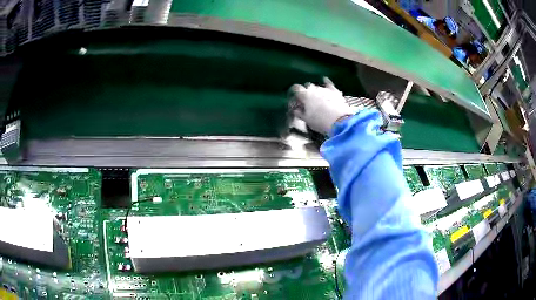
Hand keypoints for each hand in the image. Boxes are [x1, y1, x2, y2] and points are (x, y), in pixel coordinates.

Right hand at [290, 78, 353, 134]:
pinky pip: (329, 84)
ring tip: (317, 97)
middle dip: (306, 91)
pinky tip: (325, 80)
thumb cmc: (321, 121)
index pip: (296, 88)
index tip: (296, 97)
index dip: (295, 92)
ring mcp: (325, 89)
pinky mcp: (335, 91)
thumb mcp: (307, 120)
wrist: (340, 121)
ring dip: (316, 90)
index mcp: (305, 95)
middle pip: (307, 86)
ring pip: (317, 86)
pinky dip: (326, 82)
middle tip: (307, 100)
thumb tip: (296, 110)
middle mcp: (314, 89)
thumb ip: (300, 113)